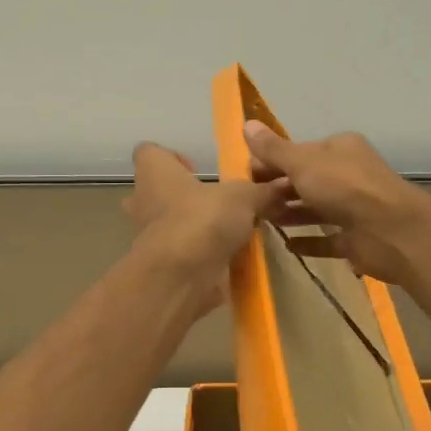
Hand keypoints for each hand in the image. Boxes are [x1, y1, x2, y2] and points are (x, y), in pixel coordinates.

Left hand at [124, 143, 288, 313]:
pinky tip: (229, 257)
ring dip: (195, 227)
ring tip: (229, 231)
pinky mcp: (162, 266)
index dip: (171, 157)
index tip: (196, 168)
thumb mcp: (244, 197)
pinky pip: (182, 254)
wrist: (181, 278)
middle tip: (216, 202)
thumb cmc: (203, 220)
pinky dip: (200, 255)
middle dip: (184, 196)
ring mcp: (149, 237)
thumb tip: (286, 184)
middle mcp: (144, 202)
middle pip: (157, 191)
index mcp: (154, 173)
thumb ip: (263, 191)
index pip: (149, 152)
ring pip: (169, 225)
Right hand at [242, 122, 430, 284]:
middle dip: (278, 189)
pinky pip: (327, 238)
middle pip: (306, 180)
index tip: (246, 176)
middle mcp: (348, 175)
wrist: (391, 231)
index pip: (299, 152)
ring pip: (315, 208)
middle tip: (249, 202)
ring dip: (290, 213)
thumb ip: (274, 149)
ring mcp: (353, 207)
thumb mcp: (303, 163)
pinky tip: (287, 246)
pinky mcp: (356, 238)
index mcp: (340, 149)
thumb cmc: (345, 188)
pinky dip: (308, 241)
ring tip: (261, 222)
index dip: (272, 161)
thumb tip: (246, 123)